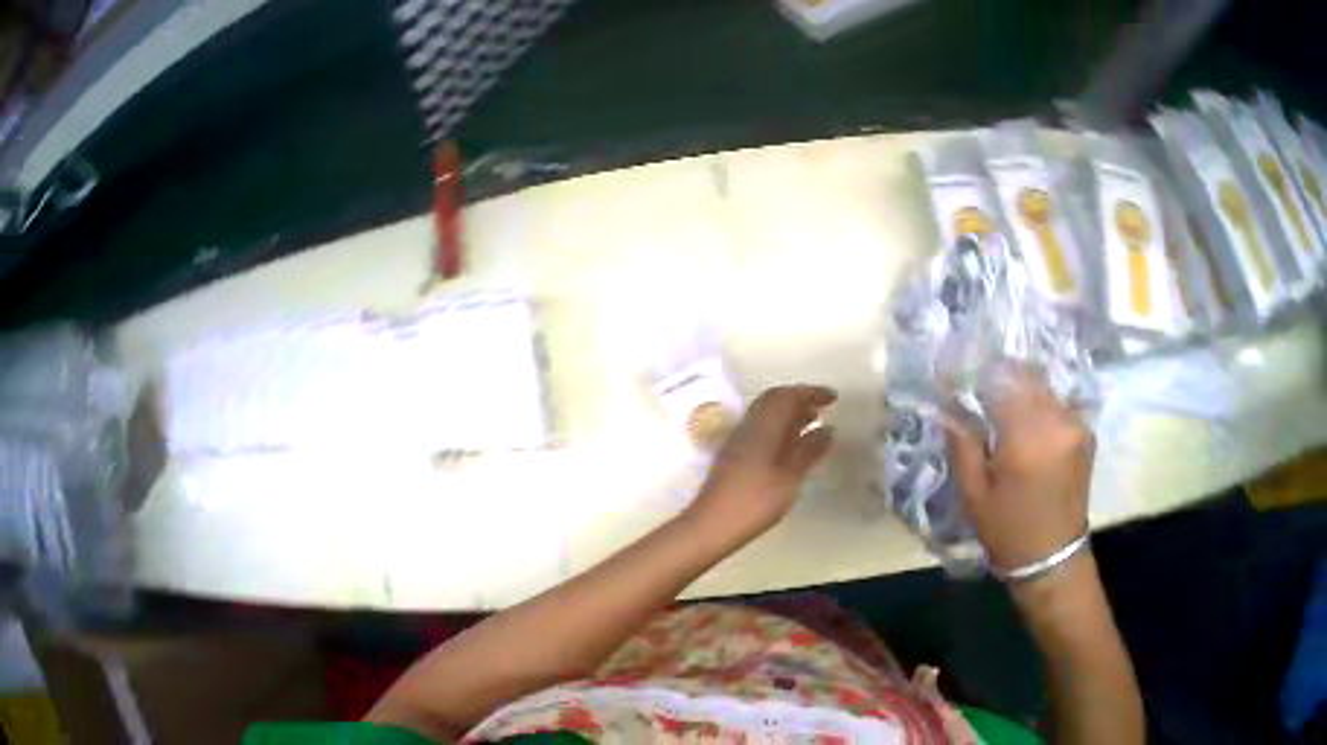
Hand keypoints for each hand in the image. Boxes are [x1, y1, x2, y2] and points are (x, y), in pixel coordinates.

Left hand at [685, 385, 835, 546]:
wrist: (711, 525)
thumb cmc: (755, 502)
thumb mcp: (790, 478)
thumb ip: (810, 451)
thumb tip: (829, 429)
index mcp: (762, 427)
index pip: (786, 396)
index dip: (811, 392)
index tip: (833, 398)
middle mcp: (748, 426)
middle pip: (773, 400)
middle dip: (799, 399)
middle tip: (823, 408)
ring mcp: (738, 440)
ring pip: (766, 415)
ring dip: (789, 413)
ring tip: (813, 424)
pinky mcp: (733, 455)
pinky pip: (760, 429)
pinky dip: (779, 428)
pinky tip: (791, 446)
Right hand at [945, 365, 1093, 573]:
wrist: (1053, 557)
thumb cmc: (1007, 531)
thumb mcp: (974, 495)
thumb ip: (962, 446)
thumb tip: (946, 409)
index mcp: (1024, 437)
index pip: (998, 382)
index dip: (974, 378)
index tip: (956, 383)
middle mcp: (1055, 421)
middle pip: (1024, 377)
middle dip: (1000, 380)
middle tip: (981, 396)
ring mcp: (1075, 424)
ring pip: (1043, 387)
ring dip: (1022, 392)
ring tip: (1004, 410)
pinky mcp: (1085, 432)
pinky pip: (1058, 403)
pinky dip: (1041, 406)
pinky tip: (1030, 426)